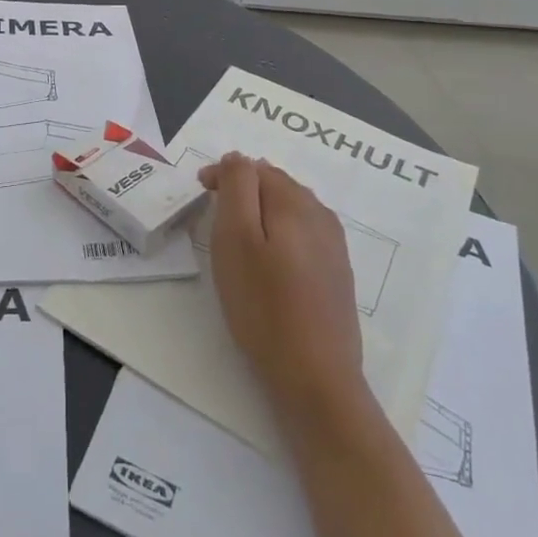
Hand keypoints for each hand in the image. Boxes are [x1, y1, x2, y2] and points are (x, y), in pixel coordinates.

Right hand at [199, 153, 364, 420]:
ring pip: (291, 207)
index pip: (254, 167)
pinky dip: (280, 230)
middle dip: (244, 188)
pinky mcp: (337, 272)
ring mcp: (334, 244)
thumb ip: (237, 189)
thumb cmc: (264, 306)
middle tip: (214, 211)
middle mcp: (320, 214)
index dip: (224, 174)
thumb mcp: (235, 240)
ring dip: (262, 208)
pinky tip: (270, 256)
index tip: (200, 192)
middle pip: (276, 183)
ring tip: (238, 231)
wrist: (317, 377)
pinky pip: (304, 232)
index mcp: (294, 202)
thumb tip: (237, 158)